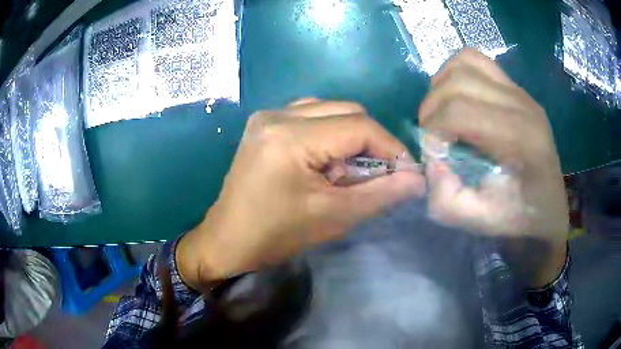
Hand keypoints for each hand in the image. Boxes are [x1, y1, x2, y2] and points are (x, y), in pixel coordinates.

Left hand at [178, 99, 424, 289]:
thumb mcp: (334, 216)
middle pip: (347, 111)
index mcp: (291, 137)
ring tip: (347, 170)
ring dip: (351, 136)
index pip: (360, 127)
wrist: (228, 240)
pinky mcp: (264, 123)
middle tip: (378, 174)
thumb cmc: (277, 235)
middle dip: (372, 142)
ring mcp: (268, 115)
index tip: (407, 171)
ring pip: (330, 109)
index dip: (391, 148)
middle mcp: (277, 115)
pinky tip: (325, 159)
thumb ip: (381, 193)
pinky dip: (330, 133)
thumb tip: (417, 178)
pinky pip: (310, 115)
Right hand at [419, 48, 568, 285]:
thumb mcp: (478, 223)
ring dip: (442, 84)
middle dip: (431, 107)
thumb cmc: (519, 219)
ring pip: (465, 61)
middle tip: (432, 135)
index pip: (459, 111)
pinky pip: (477, 61)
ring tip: (443, 113)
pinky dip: (457, 73)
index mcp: (520, 139)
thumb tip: (431, 161)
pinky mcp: (517, 89)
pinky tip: (458, 99)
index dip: (432, 130)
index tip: (433, 155)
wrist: (548, 209)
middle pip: (458, 82)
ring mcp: (521, 92)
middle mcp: (522, 105)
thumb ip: (446, 198)